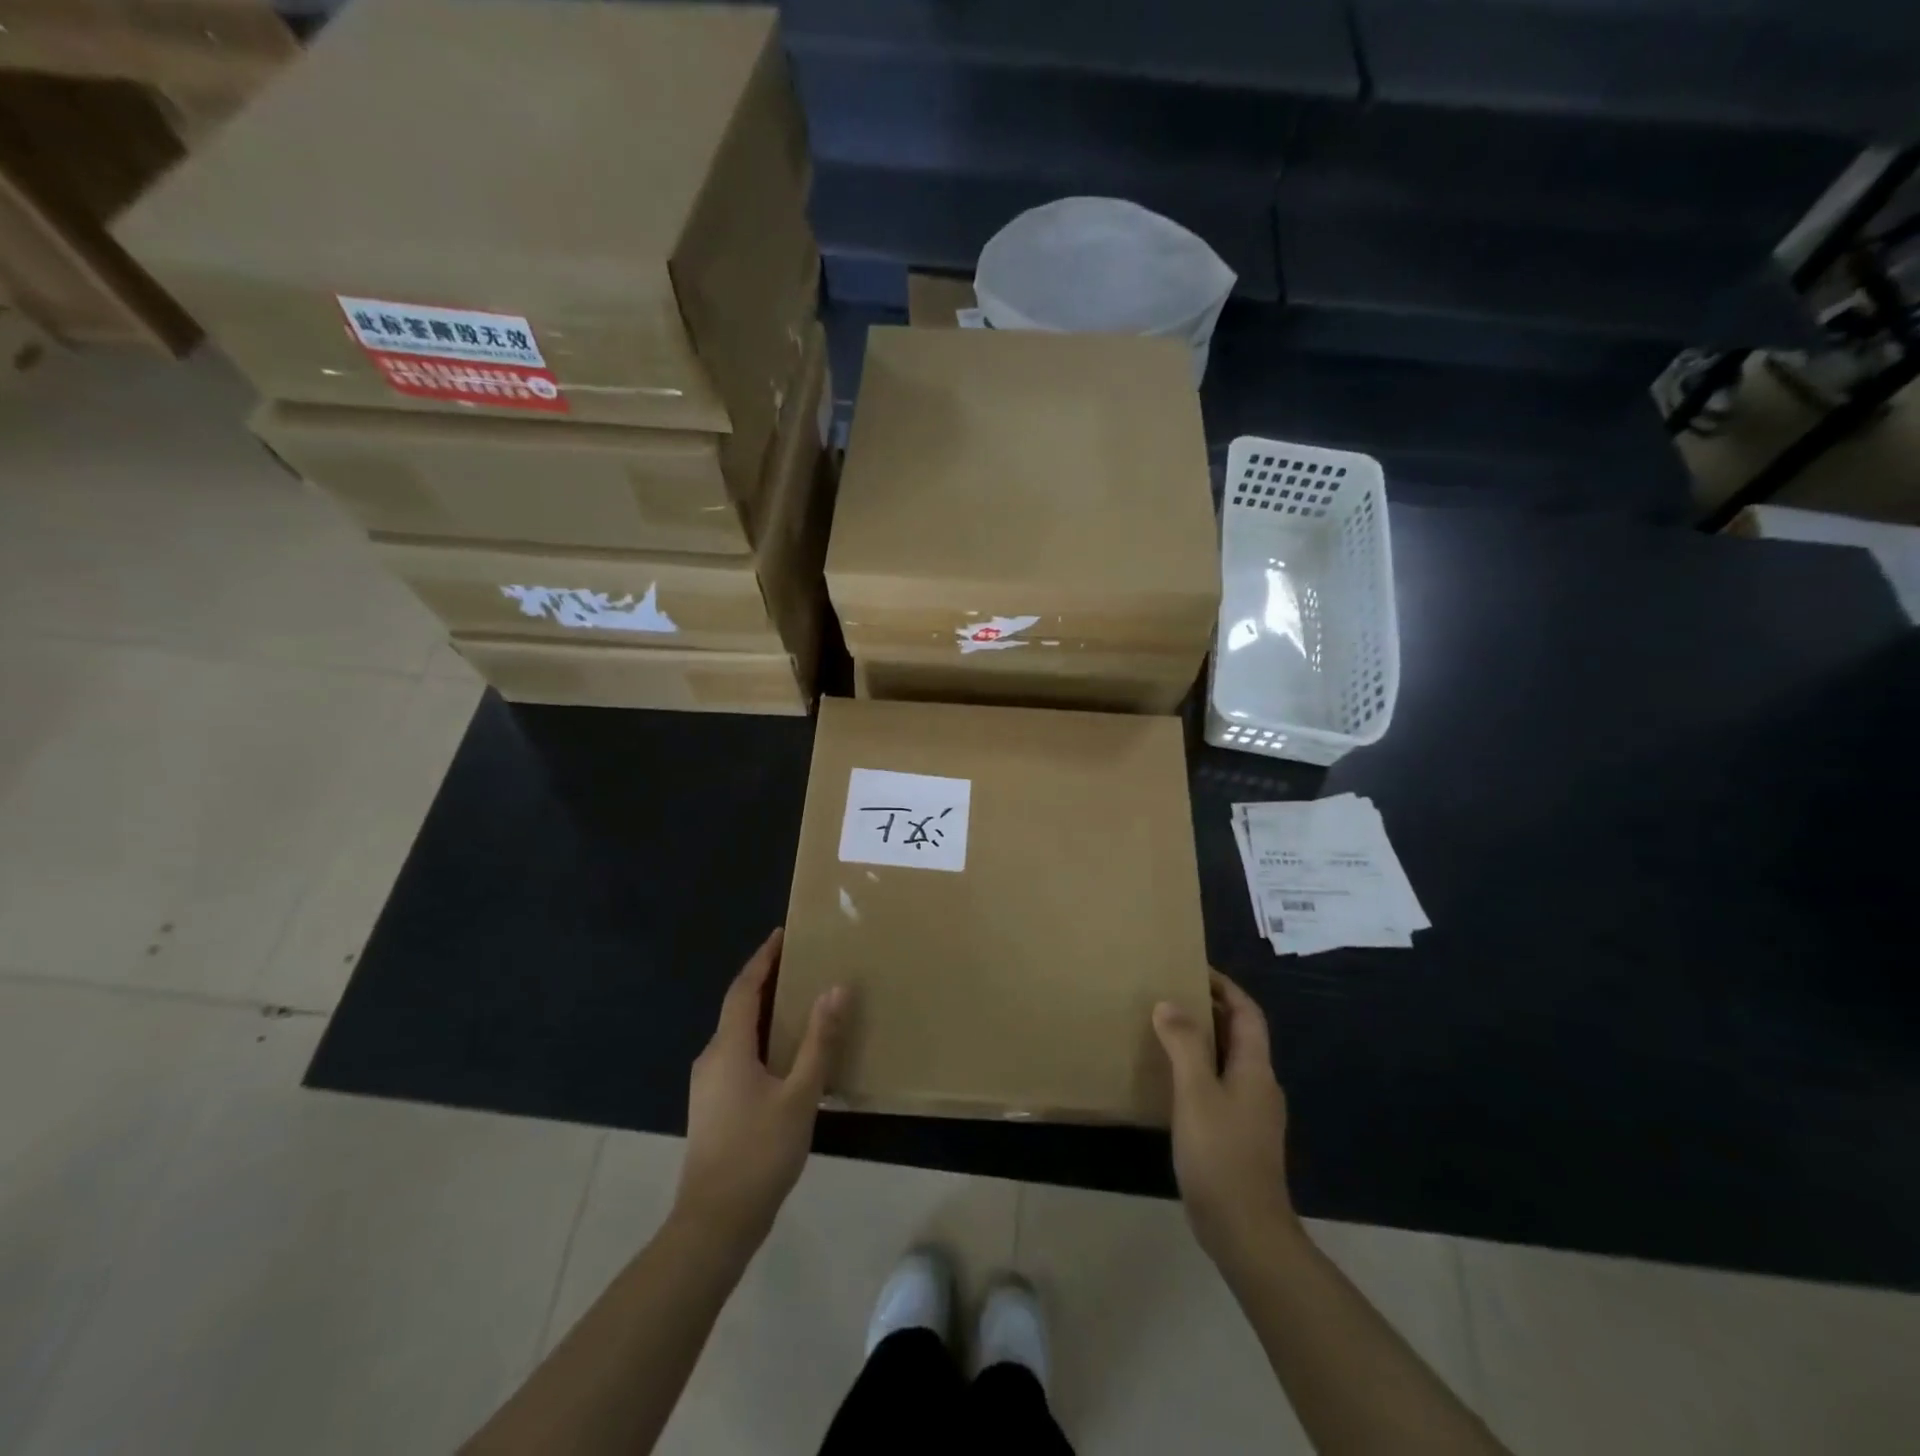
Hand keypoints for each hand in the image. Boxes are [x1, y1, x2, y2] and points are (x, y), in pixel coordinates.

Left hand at [673, 929, 846, 1253]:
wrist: (714, 1225)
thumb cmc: (759, 1153)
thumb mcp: (800, 1095)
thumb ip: (819, 1041)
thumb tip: (836, 988)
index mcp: (728, 1048)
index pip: (743, 988)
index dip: (762, 959)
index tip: (782, 934)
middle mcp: (711, 1059)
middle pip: (738, 1007)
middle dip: (765, 982)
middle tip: (800, 964)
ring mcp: (707, 1086)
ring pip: (737, 1034)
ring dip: (764, 1013)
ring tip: (799, 1003)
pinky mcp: (712, 1108)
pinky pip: (737, 1056)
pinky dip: (761, 1040)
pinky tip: (785, 1056)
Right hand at [1154, 971, 1300, 1271]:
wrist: (1246, 1232)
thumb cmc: (1221, 1155)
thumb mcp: (1196, 1093)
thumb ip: (1184, 1045)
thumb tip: (1168, 1003)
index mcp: (1256, 1069)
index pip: (1247, 1012)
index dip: (1225, 987)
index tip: (1193, 969)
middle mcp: (1259, 1085)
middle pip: (1239, 1034)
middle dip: (1209, 1009)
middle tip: (1169, 993)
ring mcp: (1251, 1113)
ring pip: (1228, 1060)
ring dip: (1202, 1039)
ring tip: (1164, 1028)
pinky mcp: (1238, 1135)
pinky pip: (1219, 1085)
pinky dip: (1198, 1068)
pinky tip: (1170, 1078)